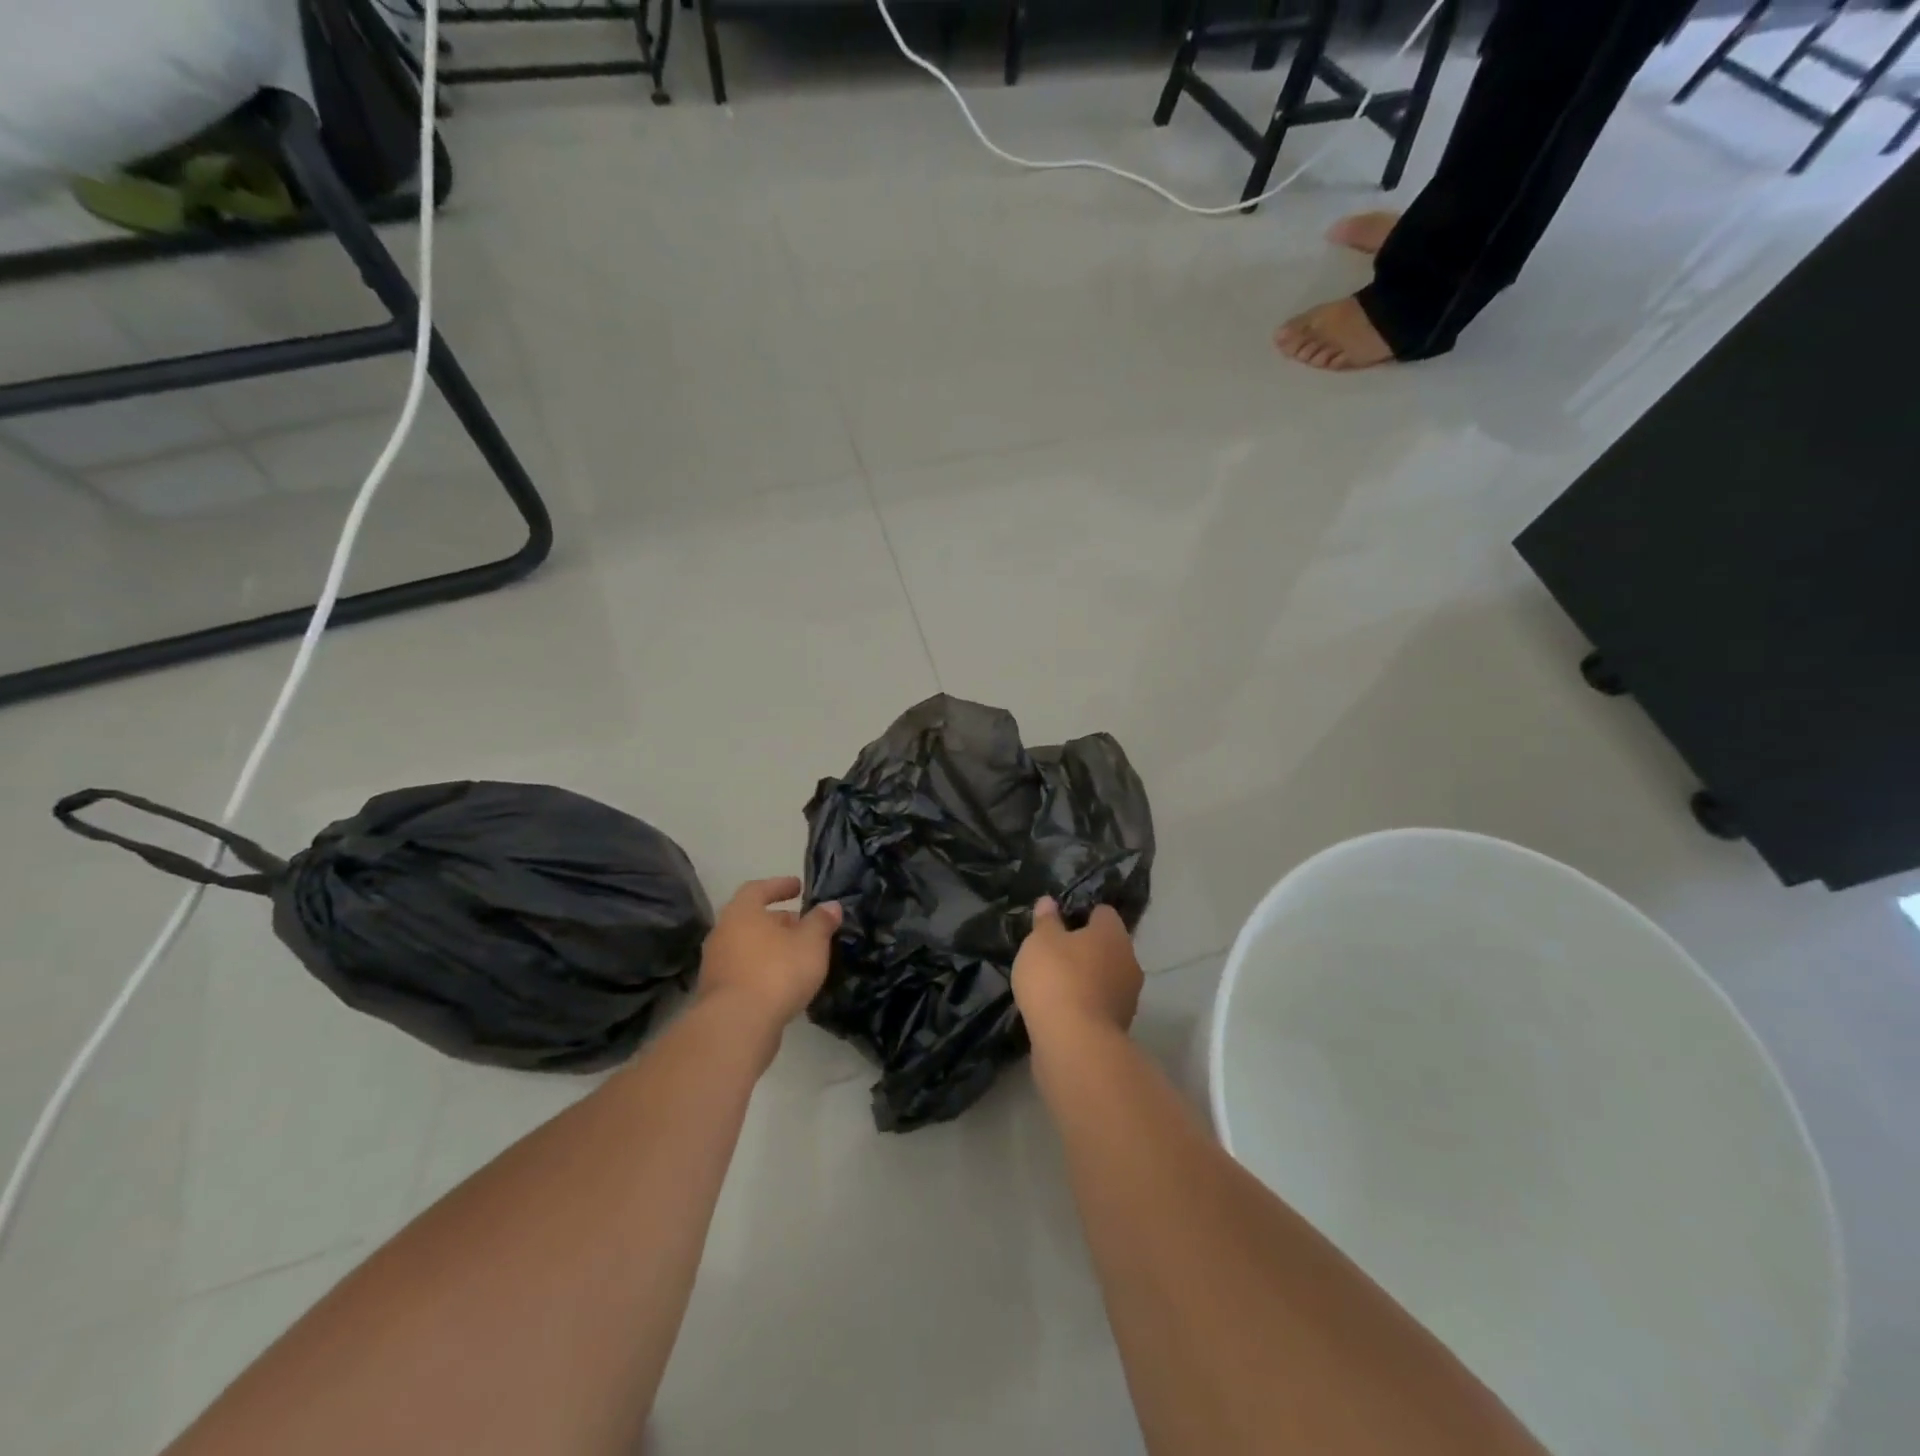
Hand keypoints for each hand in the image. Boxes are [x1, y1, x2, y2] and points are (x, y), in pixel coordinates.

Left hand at [696, 877, 841, 1029]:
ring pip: (748, 947)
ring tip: (798, 956)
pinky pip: (744, 972)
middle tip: (804, 926)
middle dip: (779, 921)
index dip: (779, 886)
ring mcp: (716, 965)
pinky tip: (784, 983)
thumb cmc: (776, 971)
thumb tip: (831, 906)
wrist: (737, 1025)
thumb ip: (821, 921)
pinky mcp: (717, 995)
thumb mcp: (811, 942)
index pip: (758, 889)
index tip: (798, 887)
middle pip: (752, 920)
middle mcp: (723, 933)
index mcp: (741, 912)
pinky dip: (763, 971)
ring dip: (771, 948)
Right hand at [1011, 897, 1142, 1040]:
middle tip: (1053, 954)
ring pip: (1105, 977)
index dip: (1080, 914)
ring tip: (1054, 985)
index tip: (1058, 923)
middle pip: (1106, 946)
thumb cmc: (1057, 978)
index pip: (1102, 913)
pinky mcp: (1119, 1027)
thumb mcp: (1040, 941)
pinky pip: (1099, 1005)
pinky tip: (1060, 1010)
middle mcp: (1129, 961)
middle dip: (1084, 949)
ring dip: (1086, 979)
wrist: (1074, 1044)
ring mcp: (1128, 997)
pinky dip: (1084, 1004)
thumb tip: (1049, 902)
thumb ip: (1046, 921)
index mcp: (1113, 933)